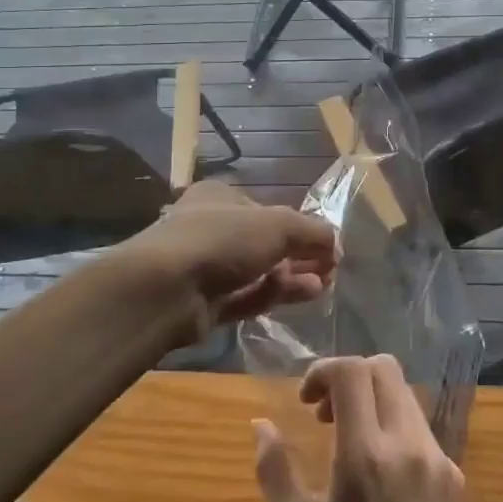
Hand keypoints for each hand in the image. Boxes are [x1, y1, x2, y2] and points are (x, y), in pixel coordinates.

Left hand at [113, 180, 336, 340]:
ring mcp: (206, 268)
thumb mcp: (279, 224)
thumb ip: (313, 232)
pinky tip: (305, 295)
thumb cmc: (223, 239)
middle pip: (265, 242)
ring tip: (324, 285)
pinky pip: (247, 297)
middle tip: (329, 269)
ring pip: (259, 272)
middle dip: (300, 255)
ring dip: (292, 276)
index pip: (266, 209)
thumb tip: (336, 245)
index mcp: (220, 197)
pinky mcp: (205, 304)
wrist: (166, 289)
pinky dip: (275, 295)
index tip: (326, 244)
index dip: (299, 225)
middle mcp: (211, 228)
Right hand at [254, 355, 466, 501]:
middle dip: (349, 377)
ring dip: (373, 400)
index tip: (306, 400)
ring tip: (351, 441)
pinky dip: (395, 427)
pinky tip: (382, 472)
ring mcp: (436, 455)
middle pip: (383, 368)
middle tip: (326, 414)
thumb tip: (260, 425)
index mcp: (364, 454)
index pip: (352, 371)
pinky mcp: (454, 471)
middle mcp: (406, 442)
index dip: (324, 370)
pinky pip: (420, 426)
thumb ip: (274, 470)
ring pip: (404, 394)